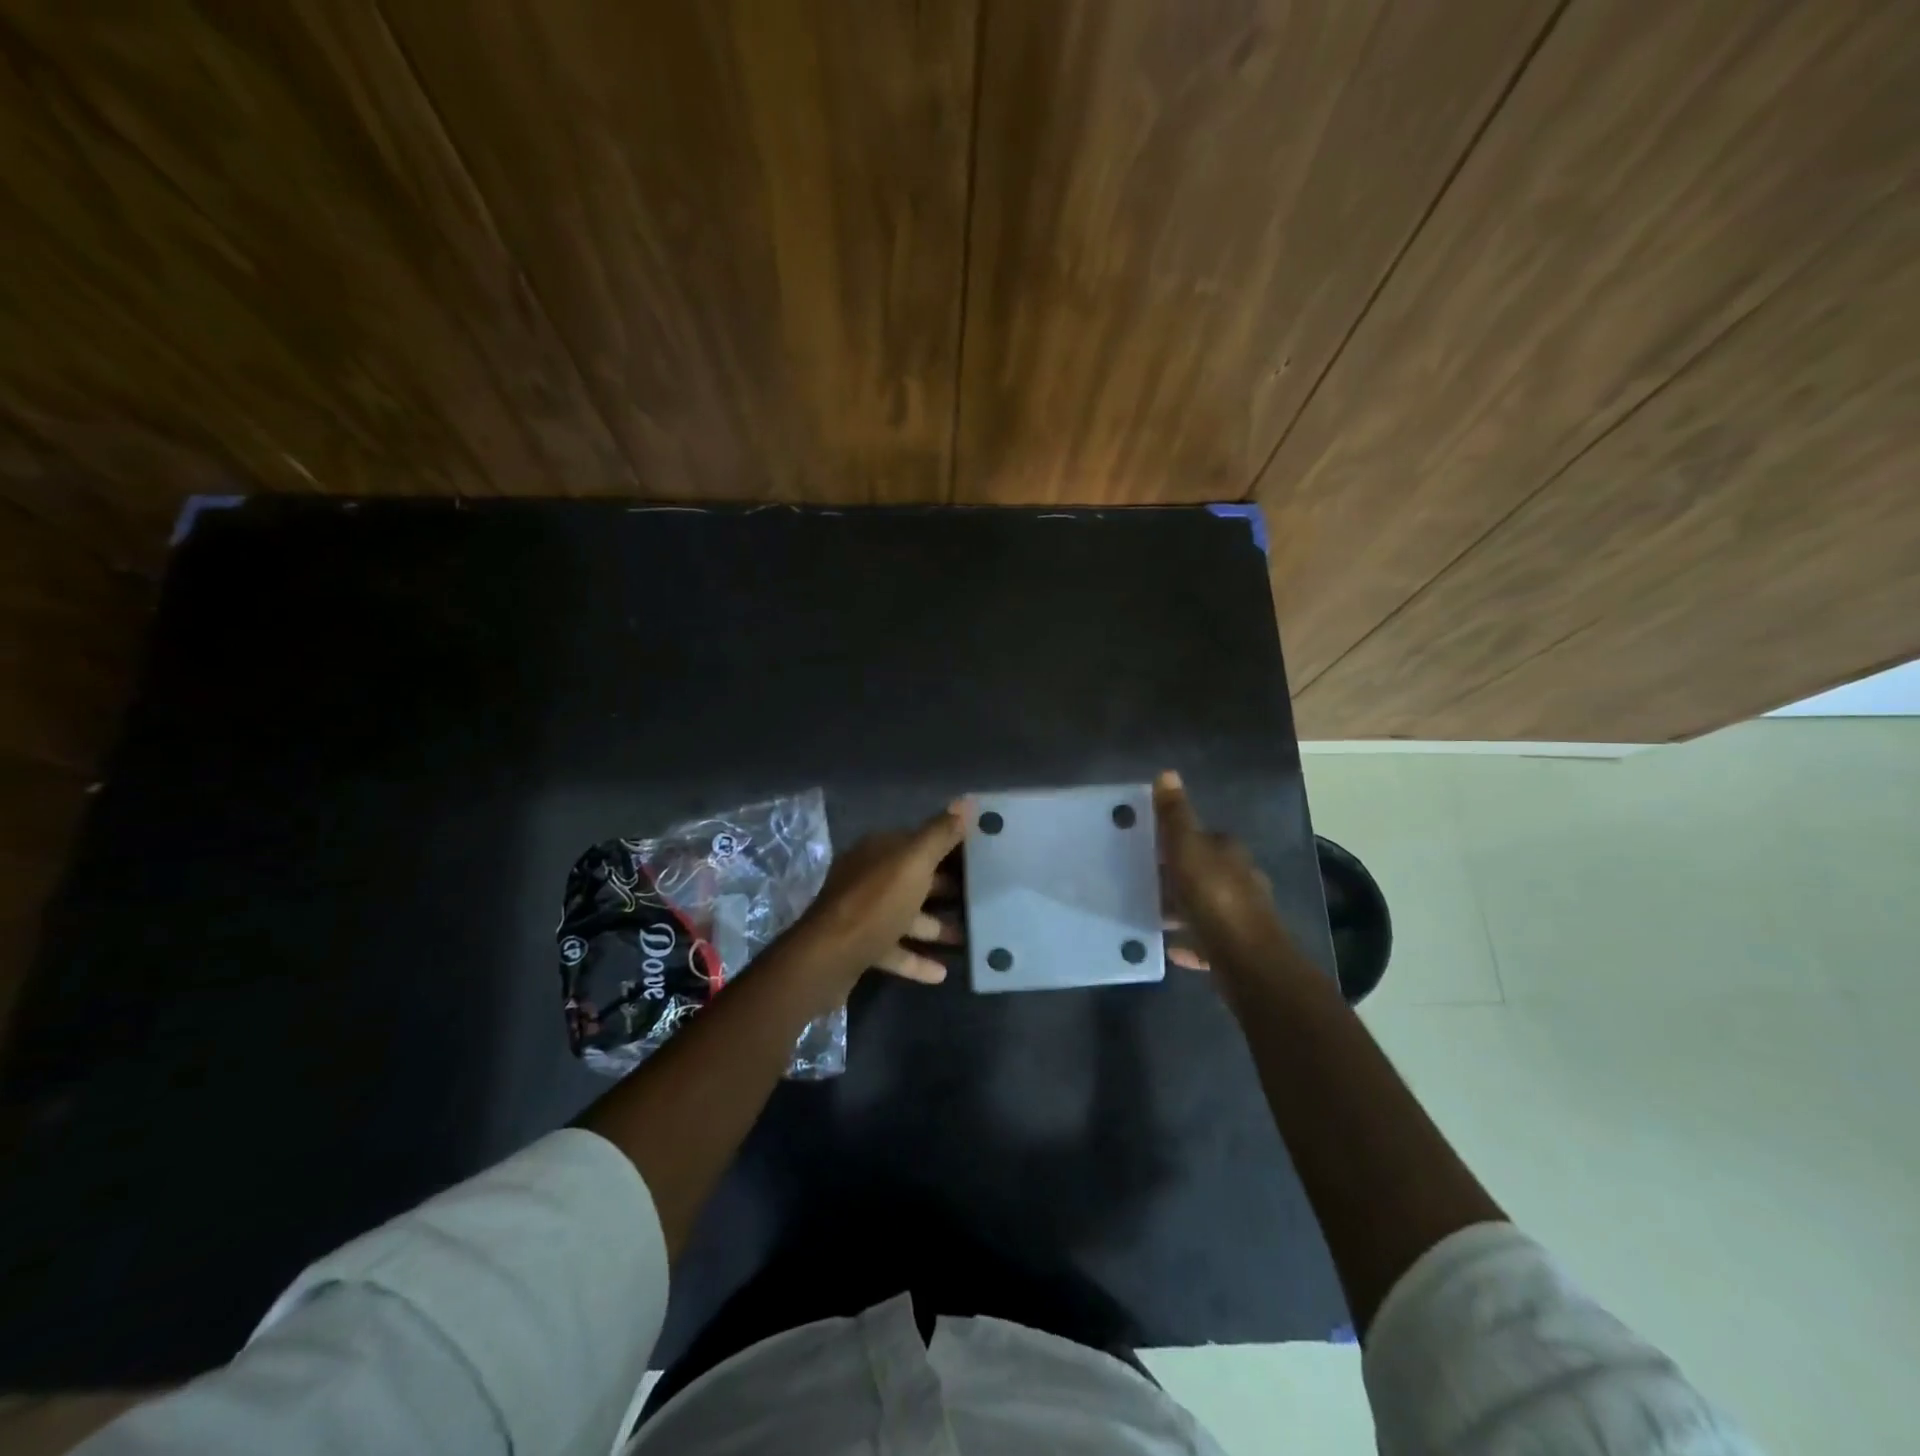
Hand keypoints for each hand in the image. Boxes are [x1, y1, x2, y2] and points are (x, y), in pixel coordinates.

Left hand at [791, 801, 967, 993]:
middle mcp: (868, 877)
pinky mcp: (860, 946)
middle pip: (914, 879)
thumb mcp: (914, 862)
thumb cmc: (875, 903)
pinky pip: (895, 950)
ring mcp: (862, 913)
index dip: (949, 847)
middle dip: (945, 888)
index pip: (919, 841)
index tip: (981, 858)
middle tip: (982, 899)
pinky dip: (916, 959)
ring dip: (936, 927)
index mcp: (879, 851)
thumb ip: (940, 834)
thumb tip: (967, 801)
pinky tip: (942, 974)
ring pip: (906, 915)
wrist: (828, 957)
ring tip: (968, 938)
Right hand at [1154, 771, 1296, 976]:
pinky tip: (1171, 947)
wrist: (1246, 960)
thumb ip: (1175, 815)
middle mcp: (1241, 878)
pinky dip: (1191, 939)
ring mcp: (1242, 914)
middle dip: (1178, 876)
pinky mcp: (1237, 946)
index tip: (1150, 849)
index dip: (1176, 841)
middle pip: (1204, 871)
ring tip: (1153, 914)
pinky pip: (1208, 938)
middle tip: (1146, 882)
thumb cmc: (1213, 896)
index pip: (1202, 836)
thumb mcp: (1186, 848)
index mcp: (1230, 851)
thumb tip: (1167, 773)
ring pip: (1206, 904)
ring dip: (1183, 908)